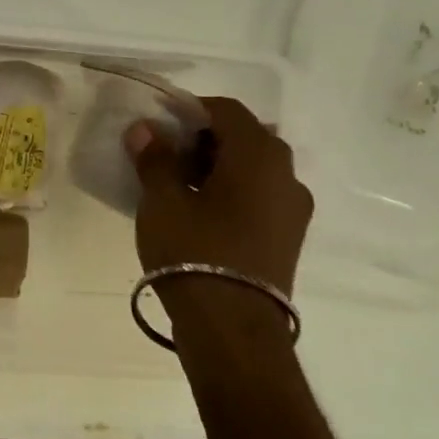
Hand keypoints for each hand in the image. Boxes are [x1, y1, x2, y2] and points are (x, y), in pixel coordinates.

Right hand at [125, 96, 313, 292]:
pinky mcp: (289, 238)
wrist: (232, 328)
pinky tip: (202, 213)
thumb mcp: (162, 200)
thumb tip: (145, 129)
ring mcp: (293, 209)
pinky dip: (233, 192)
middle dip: (204, 139)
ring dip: (219, 167)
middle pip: (245, 138)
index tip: (159, 124)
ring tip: (179, 186)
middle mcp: (286, 174)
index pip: (226, 110)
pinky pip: (260, 197)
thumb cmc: (194, 251)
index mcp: (259, 155)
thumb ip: (155, 158)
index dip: (190, 109)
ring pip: (254, 169)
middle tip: (166, 154)